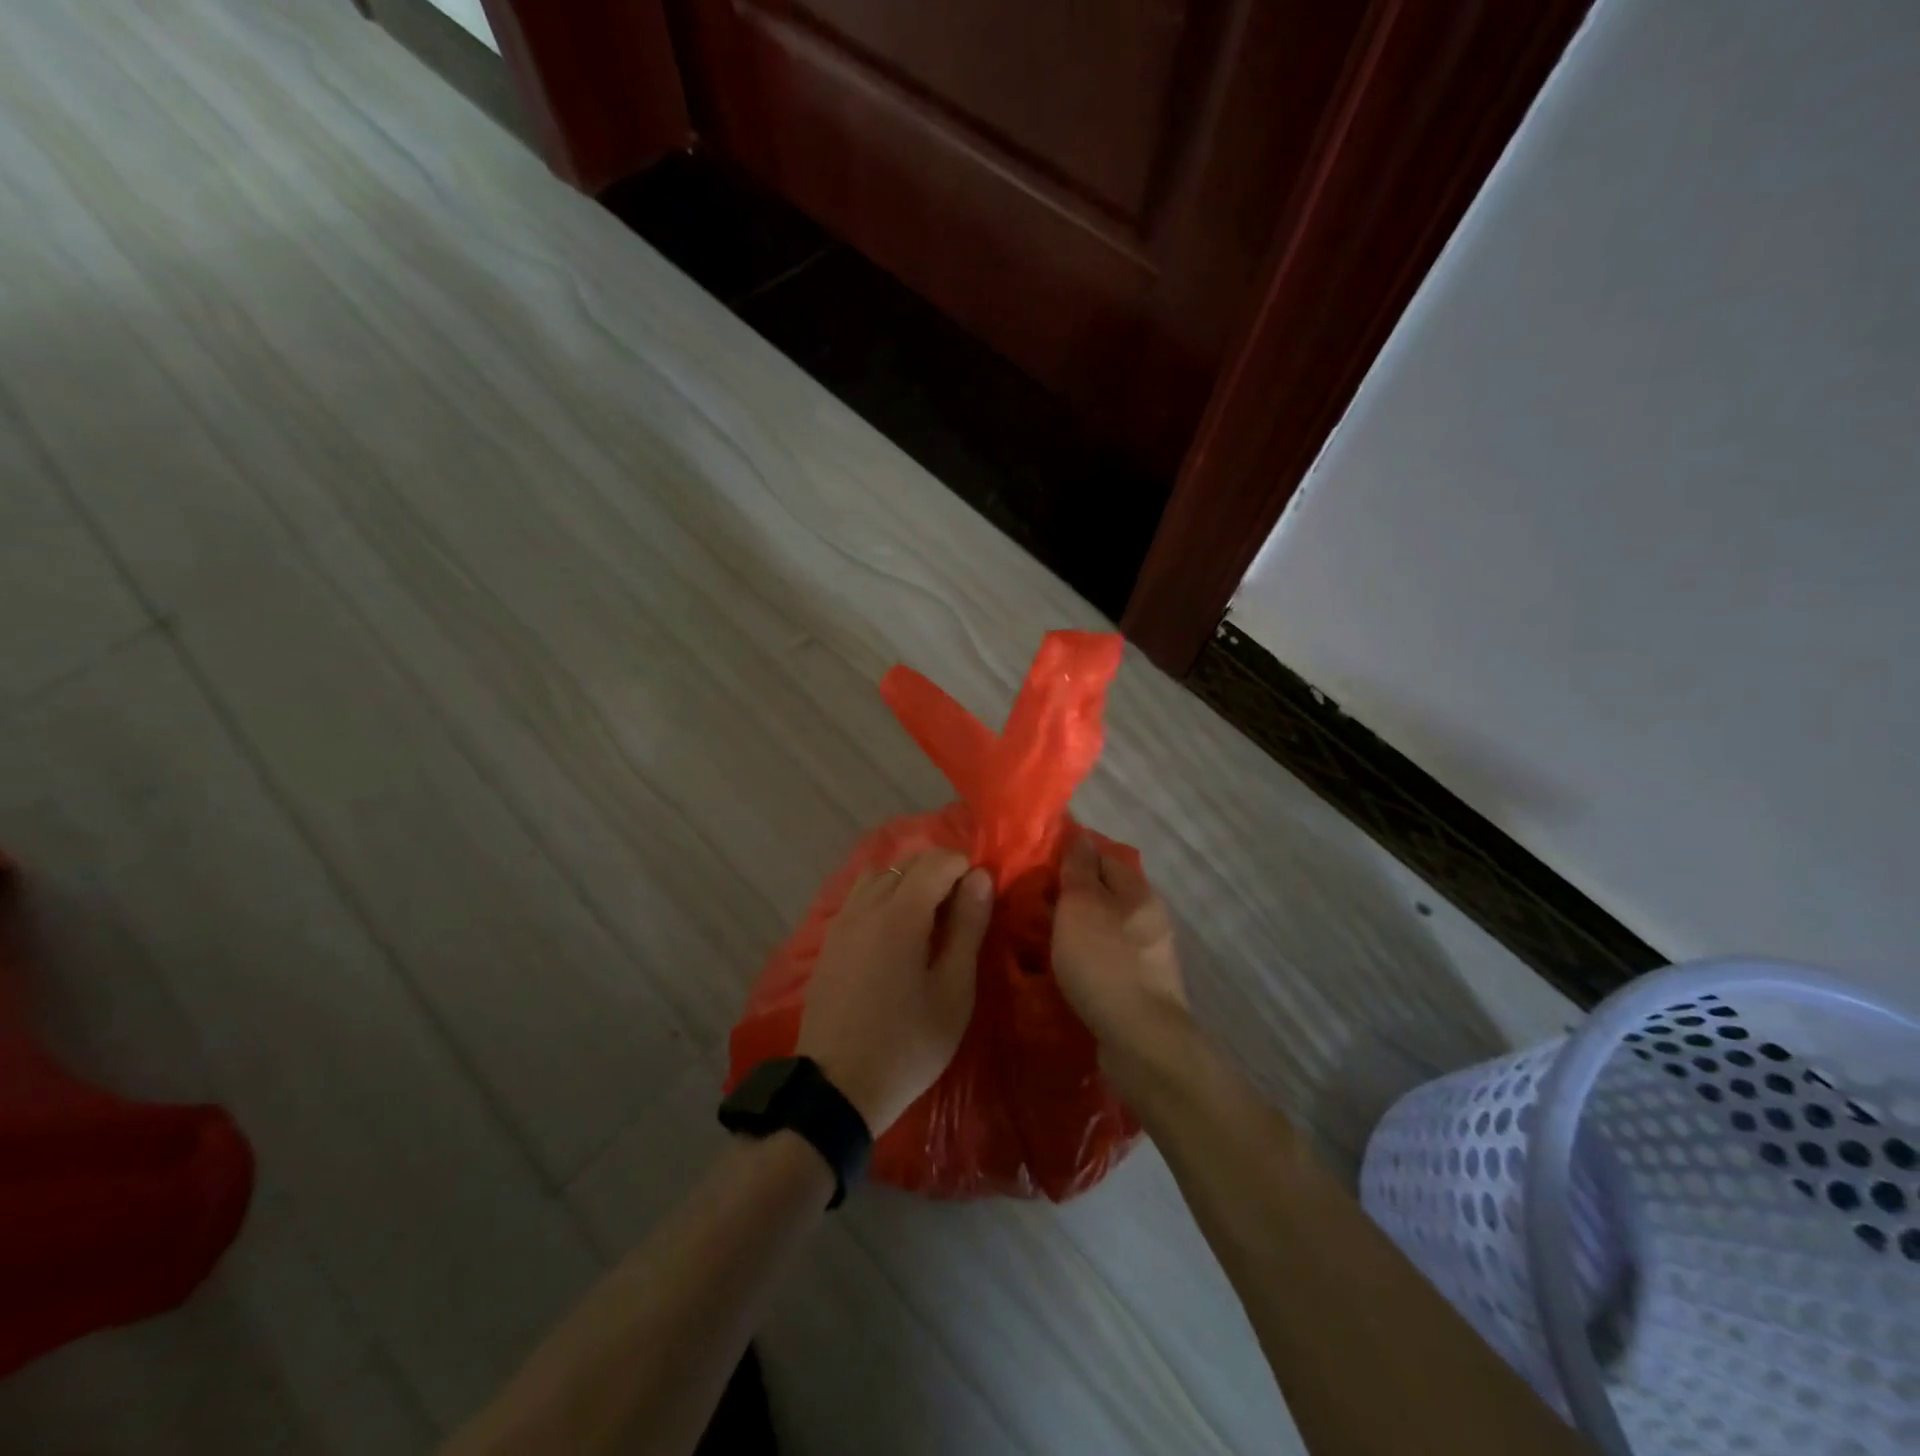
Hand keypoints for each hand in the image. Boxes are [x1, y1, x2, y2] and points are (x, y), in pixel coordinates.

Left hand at [798, 849, 992, 1133]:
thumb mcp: (953, 991)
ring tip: (926, 919)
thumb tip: (979, 877)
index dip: (964, 868)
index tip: (979, 899)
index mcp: (901, 913)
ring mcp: (842, 921)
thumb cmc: (907, 1044)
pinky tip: (894, 934)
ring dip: (907, 881)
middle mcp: (867, 905)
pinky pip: (860, 897)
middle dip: (938, 871)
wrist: (836, 1087)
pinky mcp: (829, 940)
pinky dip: (883, 896)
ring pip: (879, 875)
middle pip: (907, 862)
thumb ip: (967, 927)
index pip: (937, 861)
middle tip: (959, 911)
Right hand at [1053, 833, 1189, 1060]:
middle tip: (1030, 904)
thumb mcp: (1081, 905)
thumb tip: (1079, 835)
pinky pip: (1105, 960)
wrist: (1140, 1040)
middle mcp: (1149, 918)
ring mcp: (1147, 956)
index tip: (1036, 866)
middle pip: (1104, 894)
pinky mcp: (1140, 988)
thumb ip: (1078, 869)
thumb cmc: (1105, 962)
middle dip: (1071, 895)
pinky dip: (1084, 959)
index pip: (1103, 856)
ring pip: (1104, 929)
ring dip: (1076, 930)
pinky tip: (1062, 970)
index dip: (1070, 856)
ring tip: (1038, 937)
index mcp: (1139, 892)